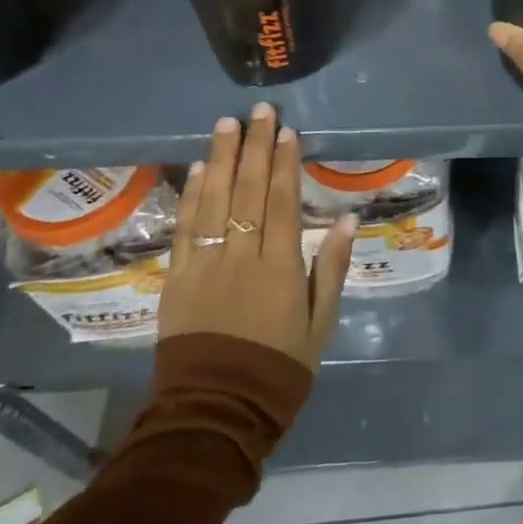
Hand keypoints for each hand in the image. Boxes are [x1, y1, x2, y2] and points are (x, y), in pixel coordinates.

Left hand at [159, 104, 355, 368]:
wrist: (216, 412)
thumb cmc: (278, 368)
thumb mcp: (320, 323)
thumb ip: (331, 268)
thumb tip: (346, 219)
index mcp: (280, 268)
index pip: (282, 202)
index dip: (284, 163)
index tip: (286, 131)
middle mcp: (241, 257)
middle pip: (248, 191)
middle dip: (254, 147)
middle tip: (259, 111)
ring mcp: (204, 266)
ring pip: (213, 201)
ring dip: (221, 159)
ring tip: (226, 124)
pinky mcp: (176, 279)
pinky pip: (185, 229)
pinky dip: (191, 196)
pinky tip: (200, 168)